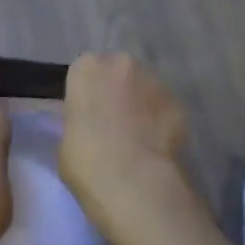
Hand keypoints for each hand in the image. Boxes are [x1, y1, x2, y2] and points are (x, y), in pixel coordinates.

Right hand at [60, 53, 191, 231]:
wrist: (131, 181)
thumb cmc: (85, 161)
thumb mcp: (66, 138)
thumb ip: (79, 120)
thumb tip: (89, 124)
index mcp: (87, 68)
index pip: (86, 71)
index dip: (89, 93)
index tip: (89, 114)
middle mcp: (121, 64)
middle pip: (119, 72)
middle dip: (118, 92)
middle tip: (114, 123)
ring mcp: (154, 80)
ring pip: (146, 88)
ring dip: (142, 105)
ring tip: (138, 138)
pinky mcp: (178, 102)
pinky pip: (166, 109)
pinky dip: (162, 123)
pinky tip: (156, 148)